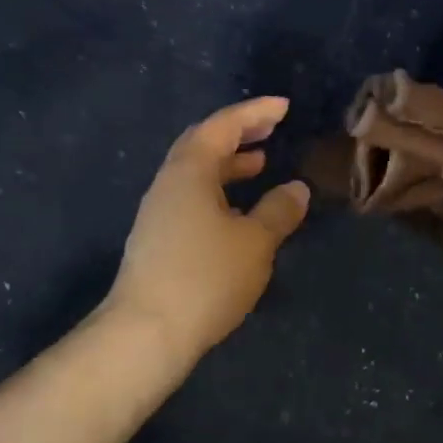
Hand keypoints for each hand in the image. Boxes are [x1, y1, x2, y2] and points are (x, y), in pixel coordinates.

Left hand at [103, 96, 309, 358]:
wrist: (145, 334)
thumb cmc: (205, 278)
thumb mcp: (255, 242)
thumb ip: (278, 211)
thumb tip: (296, 188)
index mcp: (189, 172)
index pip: (222, 126)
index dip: (254, 112)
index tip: (284, 107)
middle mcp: (168, 184)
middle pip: (203, 144)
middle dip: (238, 133)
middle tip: (271, 129)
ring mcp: (158, 213)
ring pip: (196, 174)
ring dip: (228, 164)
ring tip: (260, 164)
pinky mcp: (157, 240)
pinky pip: (192, 198)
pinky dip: (219, 191)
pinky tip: (238, 212)